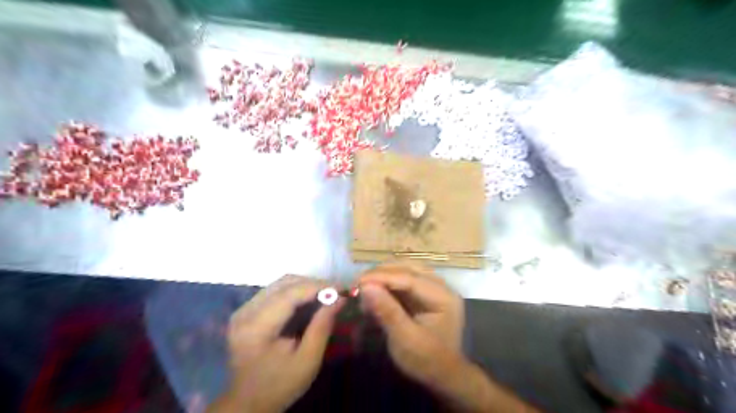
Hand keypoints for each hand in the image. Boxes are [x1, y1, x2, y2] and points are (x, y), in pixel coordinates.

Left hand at [207, 274, 342, 412]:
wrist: (248, 404)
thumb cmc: (279, 385)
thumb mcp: (308, 361)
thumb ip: (322, 326)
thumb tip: (340, 298)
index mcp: (256, 327)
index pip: (290, 294)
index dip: (318, 286)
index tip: (342, 288)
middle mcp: (245, 312)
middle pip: (285, 283)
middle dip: (314, 284)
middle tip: (337, 291)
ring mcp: (243, 310)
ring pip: (280, 283)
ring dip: (306, 285)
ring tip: (327, 293)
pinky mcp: (246, 311)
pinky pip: (275, 291)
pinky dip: (296, 291)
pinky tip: (310, 299)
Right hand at [358, 265, 538, 412]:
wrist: (442, 377)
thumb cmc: (426, 361)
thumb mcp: (405, 339)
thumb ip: (387, 311)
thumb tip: (365, 286)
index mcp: (443, 297)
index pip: (410, 278)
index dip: (383, 277)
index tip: (359, 281)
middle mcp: (441, 287)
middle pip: (409, 269)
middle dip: (382, 274)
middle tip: (358, 282)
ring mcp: (434, 289)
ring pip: (406, 271)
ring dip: (384, 276)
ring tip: (364, 286)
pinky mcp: (425, 294)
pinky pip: (404, 281)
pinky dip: (388, 284)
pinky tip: (374, 291)